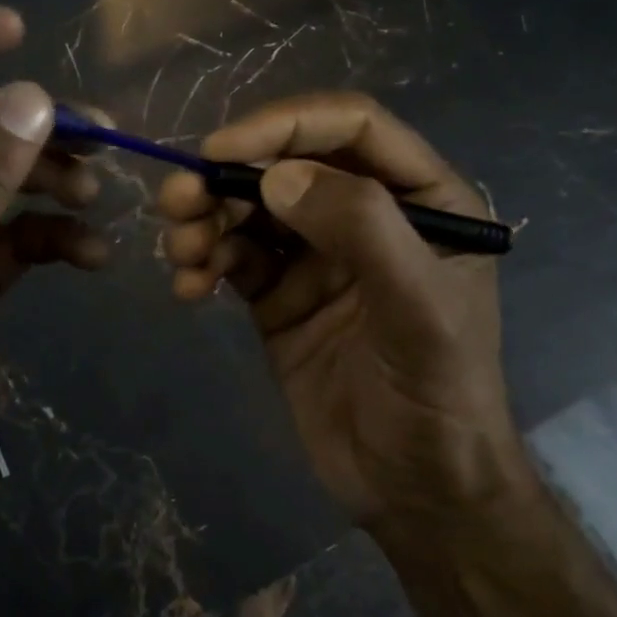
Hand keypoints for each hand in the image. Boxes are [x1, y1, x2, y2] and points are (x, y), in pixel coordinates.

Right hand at [159, 93, 522, 524]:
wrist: (417, 492)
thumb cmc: (439, 394)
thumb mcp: (419, 308)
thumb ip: (361, 229)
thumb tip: (276, 175)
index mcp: (421, 196)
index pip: (351, 127)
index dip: (285, 124)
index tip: (223, 148)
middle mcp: (366, 213)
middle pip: (288, 162)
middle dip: (228, 174)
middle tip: (178, 200)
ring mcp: (318, 254)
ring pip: (251, 207)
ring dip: (206, 218)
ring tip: (180, 251)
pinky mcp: (280, 295)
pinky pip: (233, 257)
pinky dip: (204, 262)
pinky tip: (188, 288)